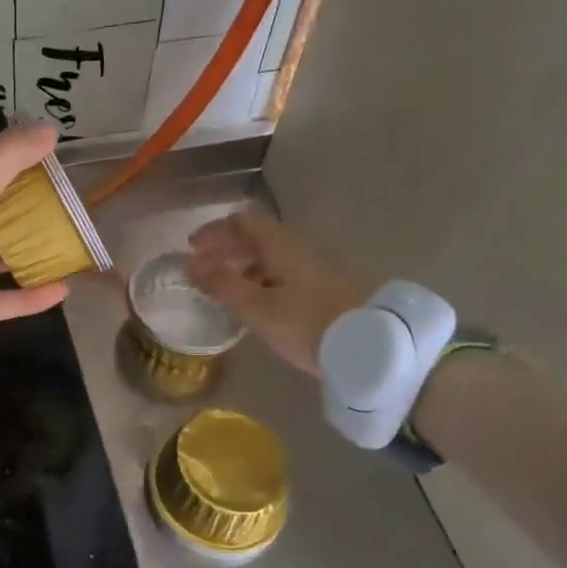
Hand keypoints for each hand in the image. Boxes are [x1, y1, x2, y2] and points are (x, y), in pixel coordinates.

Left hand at [0, 123, 70, 377]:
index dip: (17, 164)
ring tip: (72, 242)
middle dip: (29, 208)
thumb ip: (4, 161)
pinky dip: (29, 296)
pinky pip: (1, 300)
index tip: (58, 163)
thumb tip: (49, 128)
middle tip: (74, 204)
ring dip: (30, 250)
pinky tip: (63, 289)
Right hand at [186, 206, 368, 375]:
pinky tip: (262, 304)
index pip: (244, 219)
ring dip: (246, 265)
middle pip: (259, 236)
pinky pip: (288, 273)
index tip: (192, 248)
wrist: (376, 348)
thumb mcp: (257, 308)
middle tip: (204, 269)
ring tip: (228, 290)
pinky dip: (265, 279)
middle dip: (227, 248)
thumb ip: (222, 284)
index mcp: (281, 245)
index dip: (215, 230)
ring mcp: (320, 268)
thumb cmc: (308, 324)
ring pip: (274, 256)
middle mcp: (301, 248)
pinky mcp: (331, 289)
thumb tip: (190, 263)